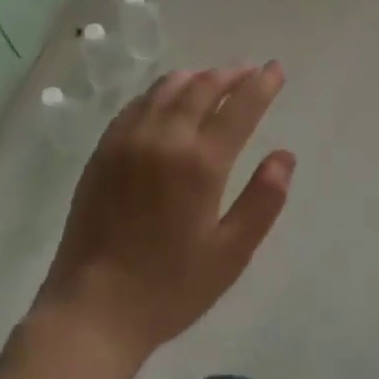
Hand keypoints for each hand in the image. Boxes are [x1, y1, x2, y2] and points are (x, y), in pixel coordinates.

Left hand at [31, 64, 293, 366]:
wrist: (93, 310)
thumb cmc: (170, 287)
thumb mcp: (230, 254)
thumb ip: (263, 200)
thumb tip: (285, 155)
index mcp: (200, 163)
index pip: (239, 106)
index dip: (262, 84)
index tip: (276, 69)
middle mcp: (164, 138)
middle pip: (203, 86)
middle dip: (232, 74)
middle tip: (250, 71)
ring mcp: (129, 139)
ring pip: (168, 87)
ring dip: (197, 77)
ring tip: (214, 80)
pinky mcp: (104, 148)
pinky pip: (138, 103)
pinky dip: (162, 91)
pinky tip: (169, 100)